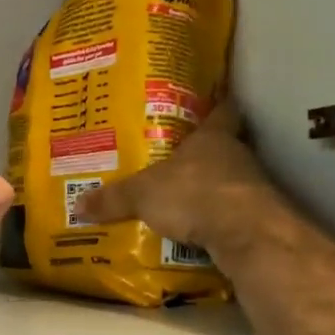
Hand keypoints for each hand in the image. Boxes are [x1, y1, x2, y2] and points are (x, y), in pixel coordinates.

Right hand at [76, 104, 277, 254]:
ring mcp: (252, 188)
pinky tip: (197, 233)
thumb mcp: (143, 194)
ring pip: (229, 182)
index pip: (222, 110)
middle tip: (176, 159)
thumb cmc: (195, 193)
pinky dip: (216, 222)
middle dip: (202, 154)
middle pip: (224, 148)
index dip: (216, 105)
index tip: (210, 101)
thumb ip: (113, 198)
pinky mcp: (257, 220)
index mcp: (213, 137)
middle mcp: (237, 156)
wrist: (246, 234)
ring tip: (181, 200)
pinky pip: (232, 216)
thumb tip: (77, 205)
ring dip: (210, 190)